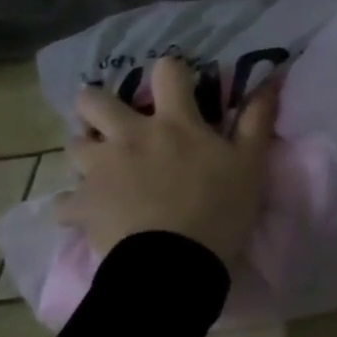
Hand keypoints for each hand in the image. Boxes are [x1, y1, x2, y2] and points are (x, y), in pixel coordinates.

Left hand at [56, 56, 276, 267]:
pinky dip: (73, 204)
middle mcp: (130, 136)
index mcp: (173, 122)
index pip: (167, 72)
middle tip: (111, 116)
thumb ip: (256, 119)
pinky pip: (64, 202)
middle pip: (95, 103)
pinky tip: (83, 211)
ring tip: (97, 162)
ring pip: (73, 145)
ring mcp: (101, 171)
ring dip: (84, 148)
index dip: (171, 70)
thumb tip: (271, 78)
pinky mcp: (82, 207)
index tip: (176, 82)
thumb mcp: (249, 162)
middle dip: (96, 103)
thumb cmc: (217, 209)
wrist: (173, 267)